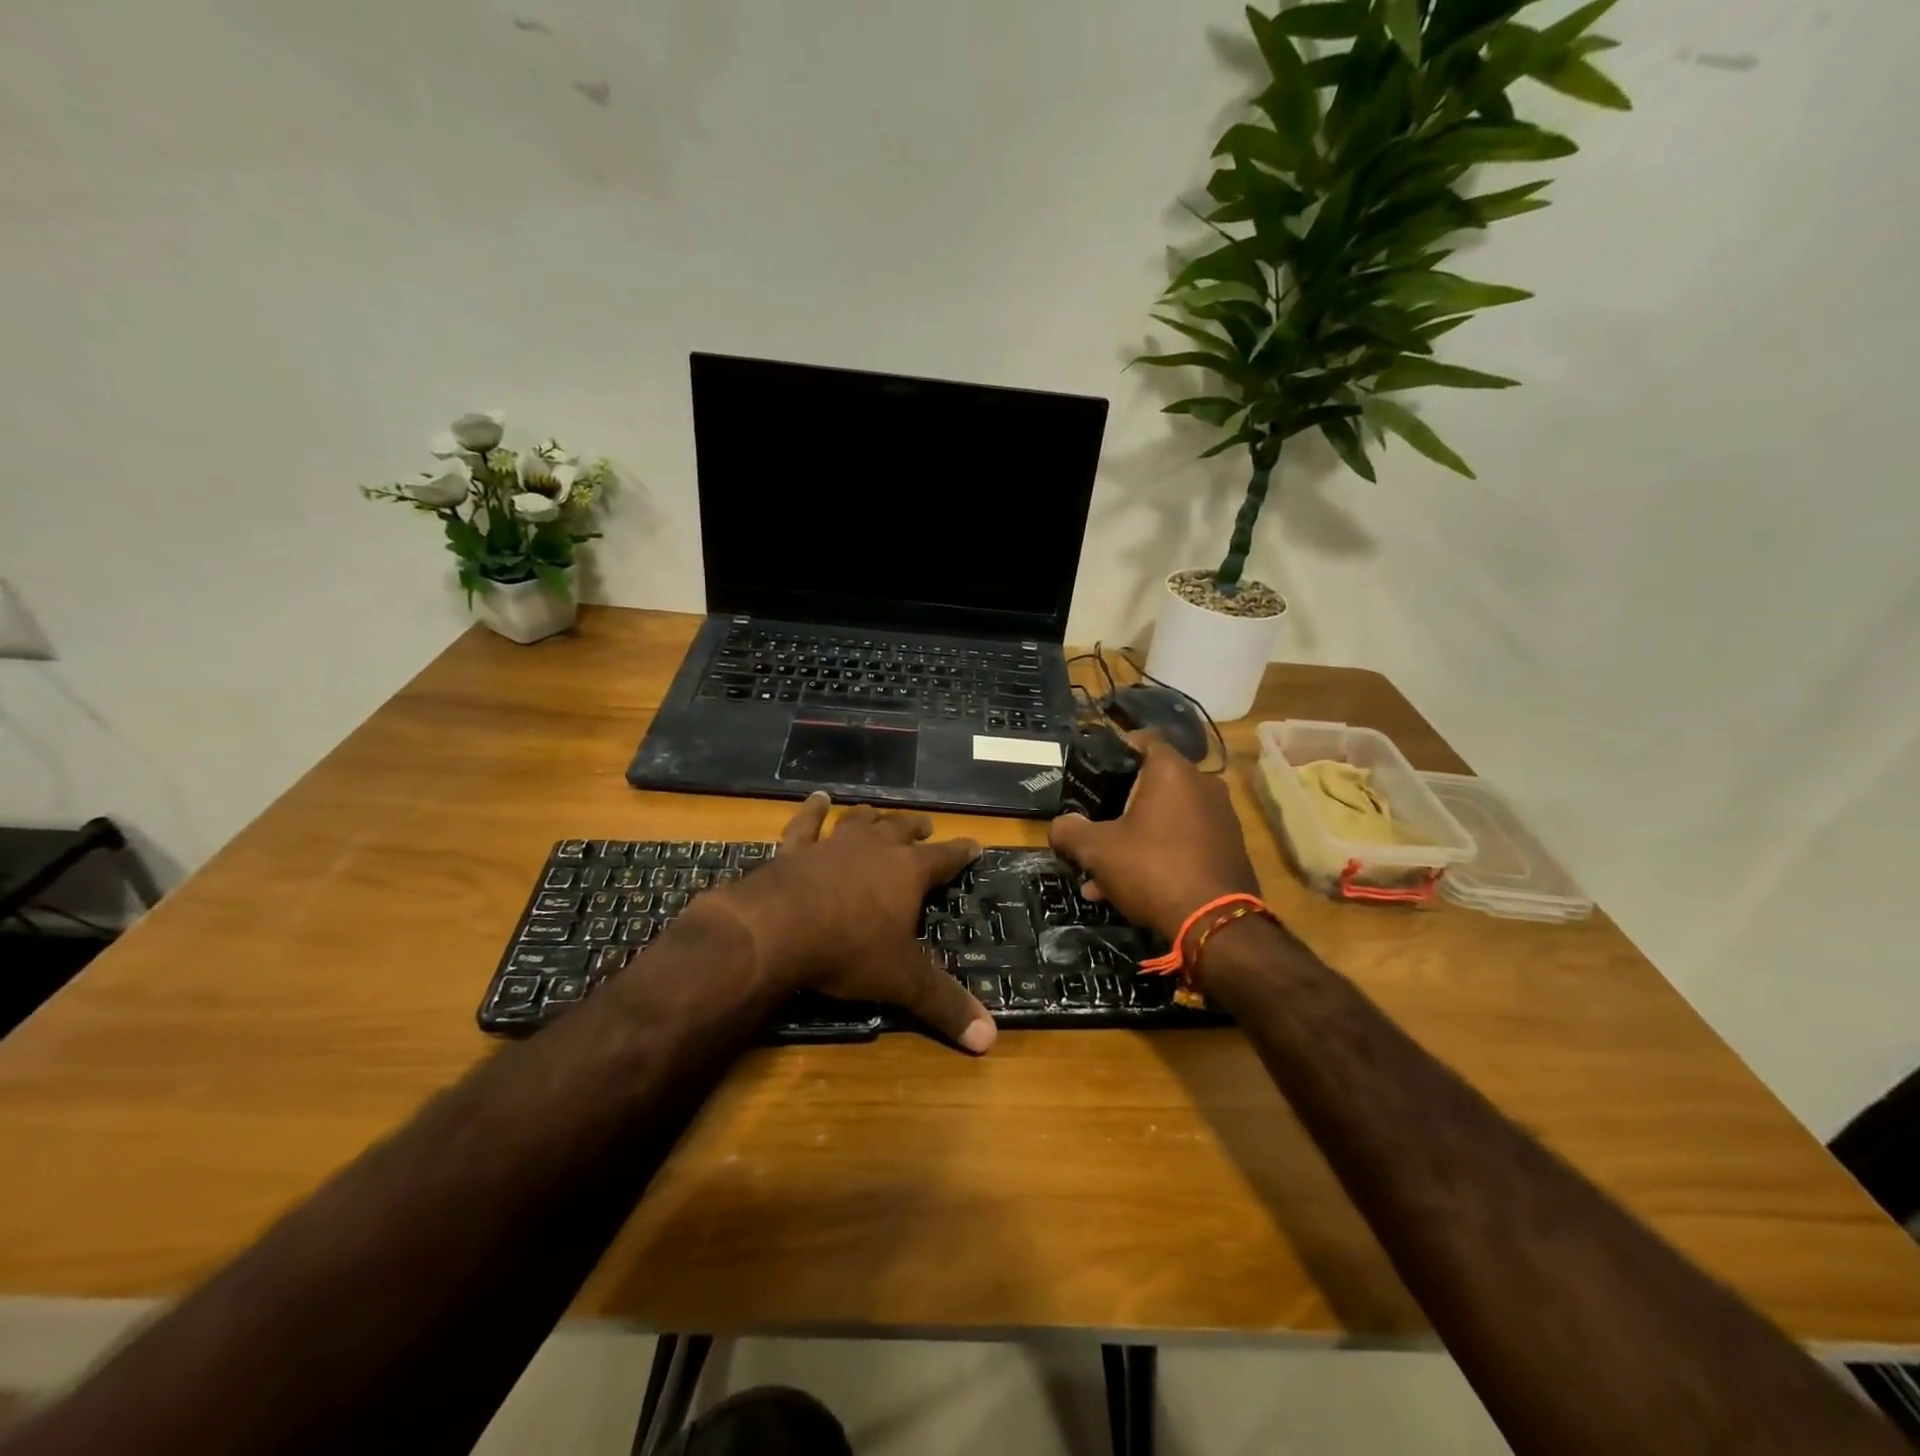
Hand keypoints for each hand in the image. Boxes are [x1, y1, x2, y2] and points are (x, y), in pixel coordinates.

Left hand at [710, 793, 996, 1053]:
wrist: (778, 929)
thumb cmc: (849, 950)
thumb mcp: (902, 981)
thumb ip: (944, 1005)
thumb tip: (990, 1040)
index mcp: (908, 872)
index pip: (946, 857)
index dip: (962, 852)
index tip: (975, 844)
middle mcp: (875, 848)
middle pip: (902, 830)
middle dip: (917, 828)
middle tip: (927, 825)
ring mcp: (834, 844)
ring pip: (861, 821)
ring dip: (874, 816)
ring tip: (882, 811)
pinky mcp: (795, 849)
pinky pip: (807, 823)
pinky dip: (813, 810)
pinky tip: (818, 799)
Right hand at [1048, 731, 1260, 941]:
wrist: (1215, 924)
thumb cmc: (1152, 869)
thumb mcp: (1097, 850)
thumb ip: (1070, 831)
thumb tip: (1058, 826)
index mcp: (1172, 771)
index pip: (1143, 739)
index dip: (1116, 749)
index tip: (1095, 770)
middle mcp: (1203, 785)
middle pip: (1152, 784)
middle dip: (1119, 807)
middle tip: (1094, 827)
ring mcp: (1221, 818)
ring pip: (1166, 818)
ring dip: (1135, 838)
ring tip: (1102, 875)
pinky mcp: (1229, 848)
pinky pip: (1184, 842)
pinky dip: (1159, 855)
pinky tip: (1130, 890)